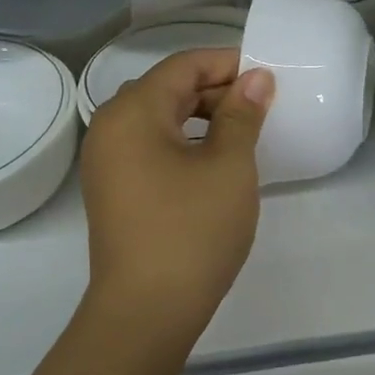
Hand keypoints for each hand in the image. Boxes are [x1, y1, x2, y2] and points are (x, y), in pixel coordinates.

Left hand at [79, 49, 274, 341]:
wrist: (146, 311)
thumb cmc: (192, 230)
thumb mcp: (229, 166)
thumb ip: (242, 114)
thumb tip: (256, 78)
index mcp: (133, 113)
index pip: (182, 66)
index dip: (227, 63)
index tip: (267, 75)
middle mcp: (110, 128)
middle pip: (168, 89)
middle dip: (216, 89)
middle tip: (262, 104)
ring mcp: (107, 162)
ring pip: (160, 119)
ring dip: (202, 116)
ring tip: (244, 130)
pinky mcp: (115, 190)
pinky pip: (152, 146)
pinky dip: (186, 141)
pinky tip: (216, 160)